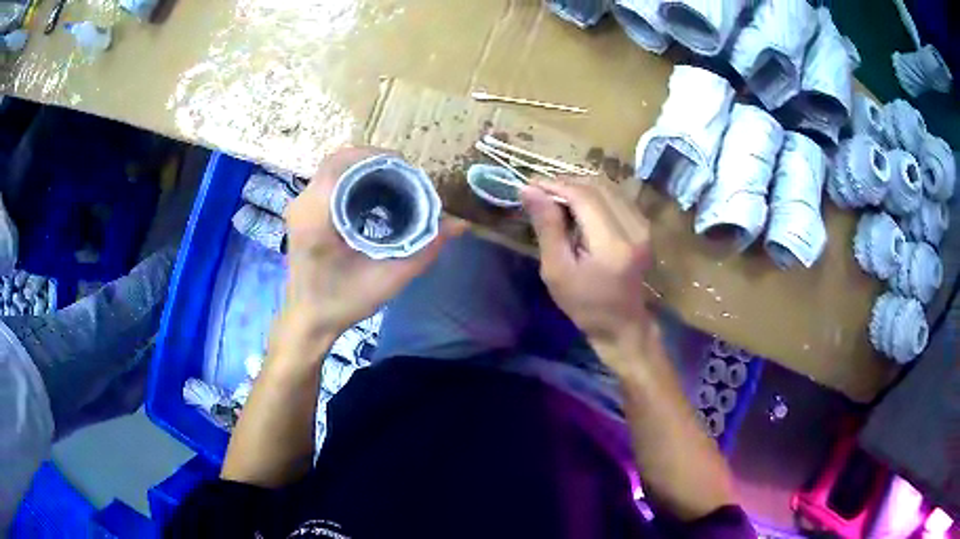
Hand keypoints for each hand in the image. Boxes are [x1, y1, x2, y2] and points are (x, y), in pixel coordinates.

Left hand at [280, 147, 464, 344]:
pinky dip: (353, 179)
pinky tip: (374, 195)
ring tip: (394, 182)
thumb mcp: (388, 279)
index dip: (376, 158)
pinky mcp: (303, 211)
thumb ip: (424, 250)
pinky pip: (329, 181)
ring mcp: (300, 206)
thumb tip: (459, 225)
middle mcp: (303, 204)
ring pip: (333, 168)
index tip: (407, 169)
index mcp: (316, 216)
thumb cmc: (343, 302)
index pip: (342, 164)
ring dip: (364, 169)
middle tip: (405, 176)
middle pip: (338, 160)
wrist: (308, 319)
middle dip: (374, 161)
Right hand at [521, 179, 653, 368]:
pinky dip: (595, 195)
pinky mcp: (645, 226)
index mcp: (612, 244)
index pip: (583, 197)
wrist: (622, 324)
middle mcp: (633, 228)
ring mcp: (643, 226)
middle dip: (566, 183)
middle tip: (540, 191)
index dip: (555, 185)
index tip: (530, 185)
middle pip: (597, 187)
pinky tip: (579, 206)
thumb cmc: (585, 305)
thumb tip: (529, 190)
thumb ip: (547, 227)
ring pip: (608, 188)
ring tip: (556, 197)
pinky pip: (617, 197)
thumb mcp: (557, 271)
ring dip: (580, 187)